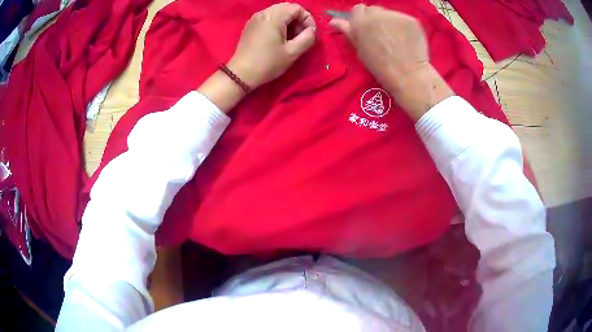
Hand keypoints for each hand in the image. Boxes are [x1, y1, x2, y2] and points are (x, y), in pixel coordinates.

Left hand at [228, 3, 316, 88]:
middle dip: (298, 19)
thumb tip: (311, 31)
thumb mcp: (293, 52)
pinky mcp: (250, 25)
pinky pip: (268, 17)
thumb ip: (308, 38)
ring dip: (288, 21)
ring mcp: (255, 18)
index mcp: (274, 16)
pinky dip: (277, 23)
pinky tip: (278, 38)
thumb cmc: (268, 63)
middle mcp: (263, 13)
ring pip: (278, 11)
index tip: (309, 34)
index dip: (308, 19)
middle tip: (300, 35)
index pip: (297, 8)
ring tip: (290, 38)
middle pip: (287, 7)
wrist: (241, 74)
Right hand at [330, 4, 452, 120]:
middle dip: (376, 18)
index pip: (358, 9)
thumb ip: (348, 31)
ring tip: (395, 37)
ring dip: (389, 21)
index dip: (362, 18)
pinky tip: (405, 38)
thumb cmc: (380, 66)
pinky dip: (403, 26)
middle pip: (374, 9)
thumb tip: (333, 21)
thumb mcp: (360, 50)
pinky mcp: (411, 19)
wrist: (408, 75)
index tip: (367, 29)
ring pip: (389, 13)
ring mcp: (396, 15)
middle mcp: (377, 14)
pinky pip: (403, 19)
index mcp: (360, 21)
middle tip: (382, 34)